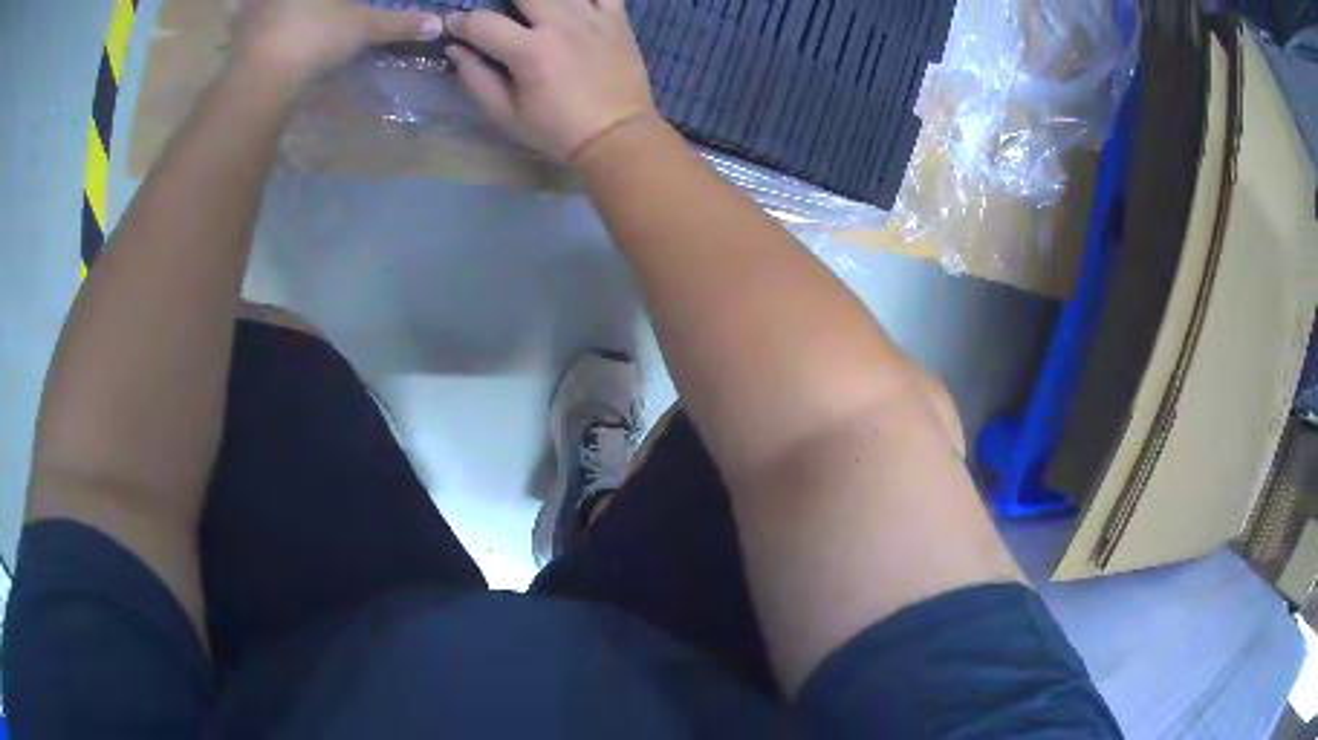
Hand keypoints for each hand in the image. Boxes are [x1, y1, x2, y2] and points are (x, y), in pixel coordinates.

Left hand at [232, 0, 444, 86]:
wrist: (261, 77)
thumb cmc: (316, 38)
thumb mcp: (363, 29)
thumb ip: (398, 24)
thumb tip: (437, 24)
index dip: (346, 0)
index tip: (345, 5)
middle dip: (325, 3)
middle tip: (321, 11)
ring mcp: (257, 3)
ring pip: (262, 0)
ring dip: (270, 5)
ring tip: (280, 11)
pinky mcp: (240, 24)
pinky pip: (248, 12)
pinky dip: (255, 13)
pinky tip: (261, 21)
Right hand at [445, 0, 657, 163]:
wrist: (617, 136)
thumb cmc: (556, 131)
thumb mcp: (506, 114)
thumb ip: (476, 77)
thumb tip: (455, 49)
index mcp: (530, 51)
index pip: (482, 23)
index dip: (459, 22)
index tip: (453, 26)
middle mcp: (561, 24)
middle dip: (499, 0)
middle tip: (497, 14)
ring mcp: (593, 17)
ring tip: (529, 11)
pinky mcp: (617, 19)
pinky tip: (568, 3)